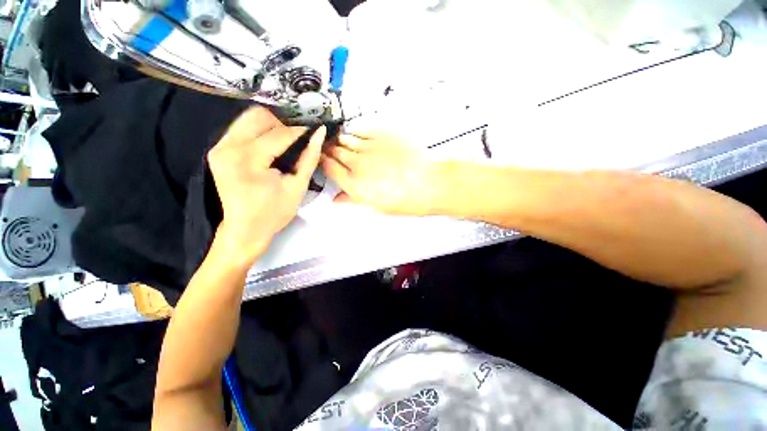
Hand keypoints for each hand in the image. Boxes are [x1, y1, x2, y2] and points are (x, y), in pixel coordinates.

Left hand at [208, 107, 324, 260]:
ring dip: (271, 126)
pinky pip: (241, 128)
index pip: (280, 134)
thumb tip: (320, 133)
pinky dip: (259, 132)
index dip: (301, 131)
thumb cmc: (274, 212)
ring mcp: (219, 146)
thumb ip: (309, 158)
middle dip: (283, 125)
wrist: (245, 229)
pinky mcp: (217, 149)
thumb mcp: (297, 187)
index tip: (315, 132)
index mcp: (249, 160)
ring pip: (248, 118)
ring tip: (285, 144)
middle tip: (297, 142)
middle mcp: (228, 147)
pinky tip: (270, 147)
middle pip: (260, 116)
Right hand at [322, 131, 441, 215]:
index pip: (330, 169)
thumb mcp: (377, 206)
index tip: (323, 161)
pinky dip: (356, 133)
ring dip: (340, 141)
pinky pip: (362, 131)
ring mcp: (370, 148)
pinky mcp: (383, 136)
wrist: (429, 184)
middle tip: (328, 150)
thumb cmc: (406, 200)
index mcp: (355, 184)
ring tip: (339, 141)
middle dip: (329, 151)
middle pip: (336, 153)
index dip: (324, 163)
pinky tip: (355, 135)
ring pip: (347, 140)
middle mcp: (358, 164)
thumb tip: (338, 199)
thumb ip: (354, 199)